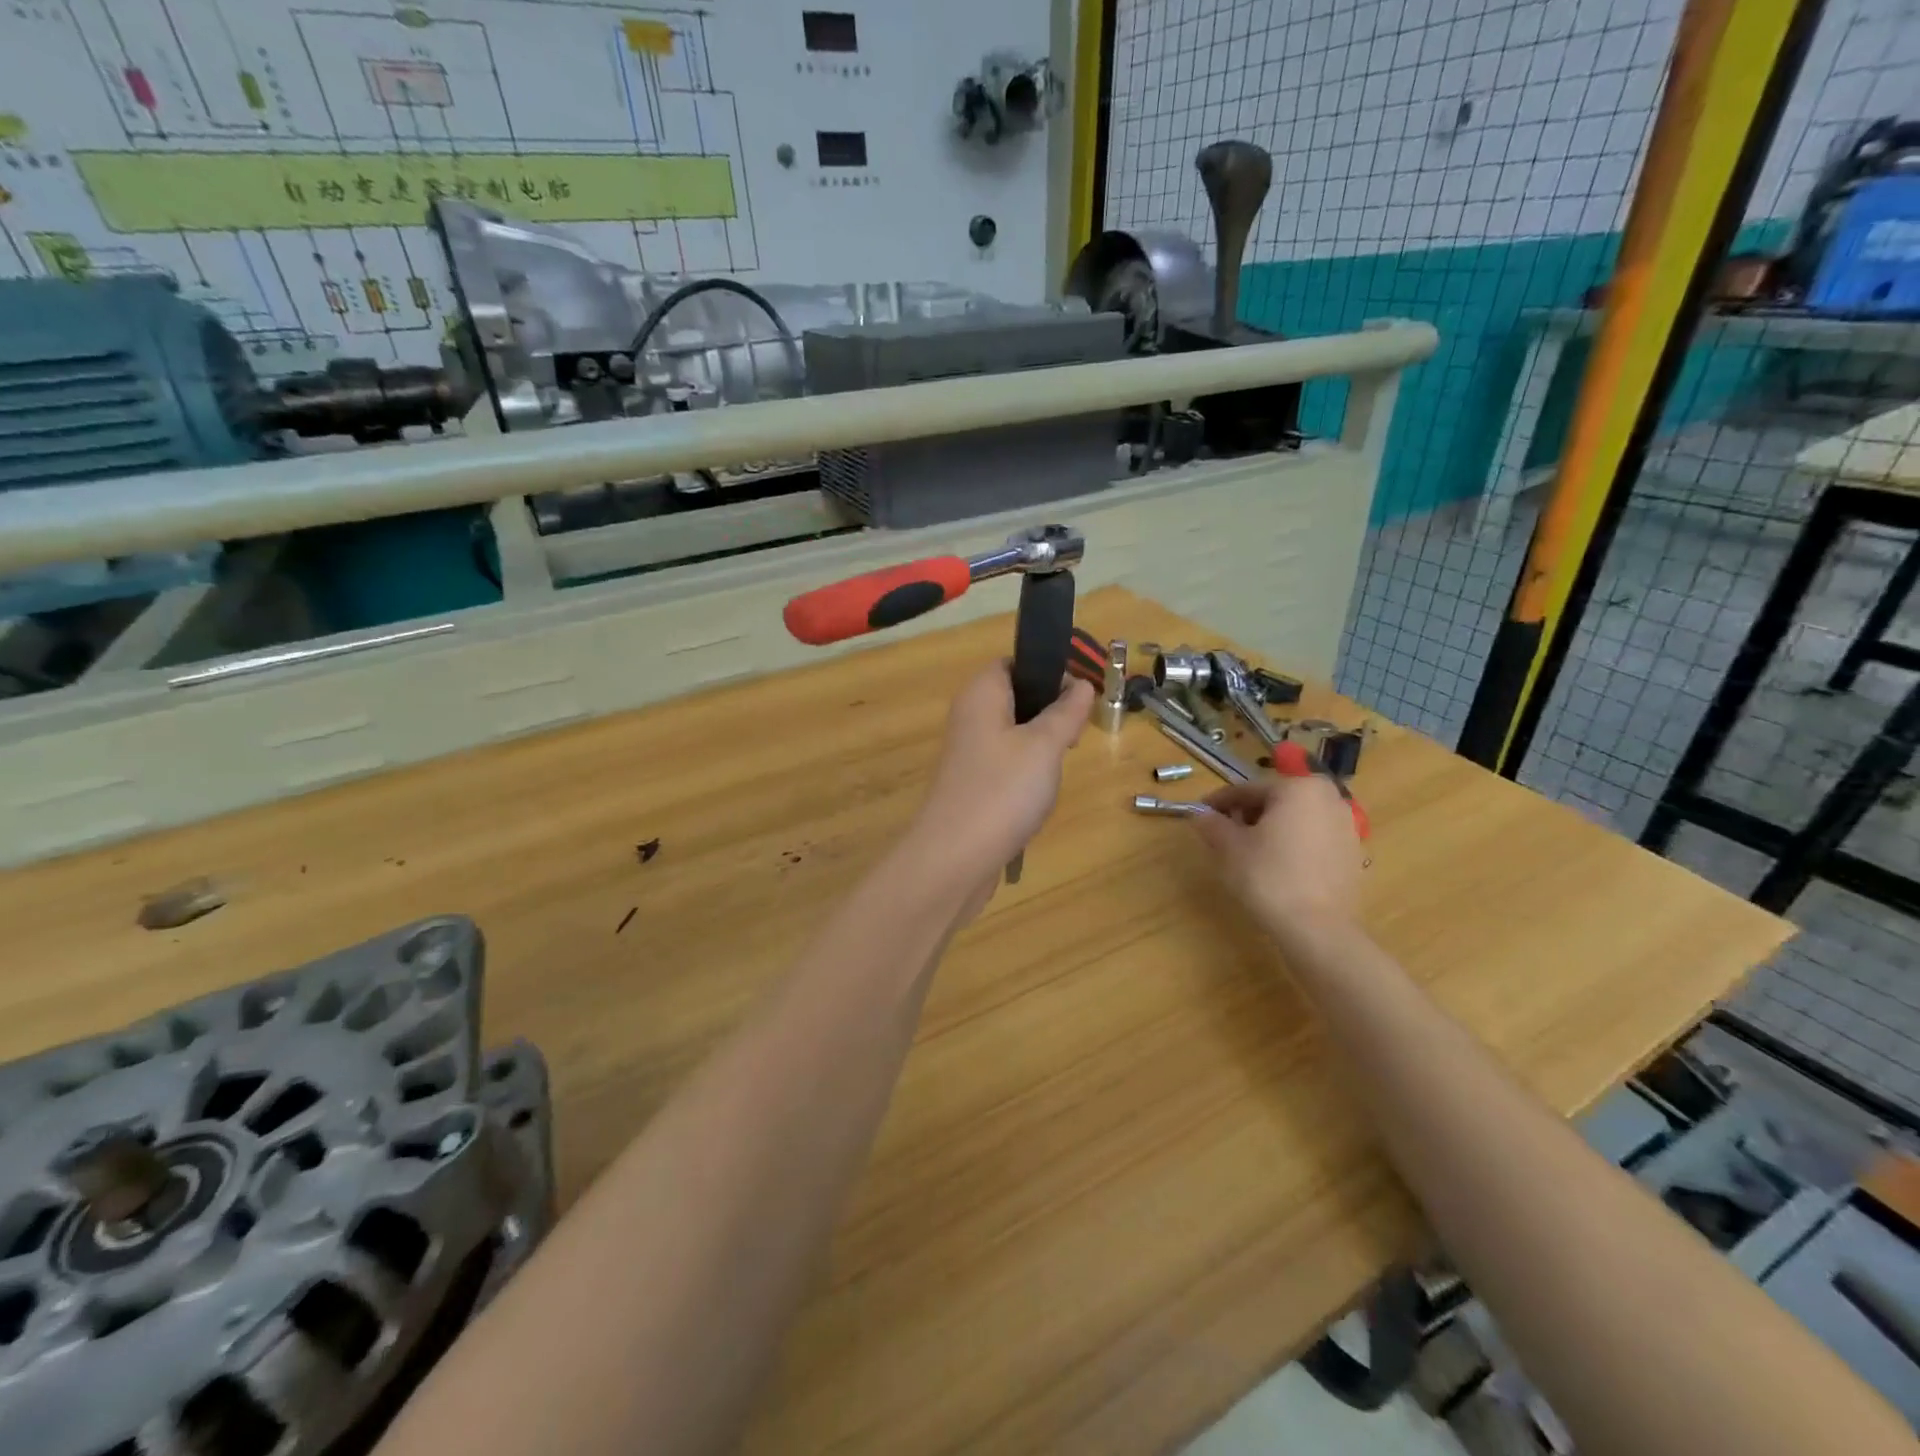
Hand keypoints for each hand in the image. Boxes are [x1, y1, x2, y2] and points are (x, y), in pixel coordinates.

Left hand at [910, 661, 1094, 880]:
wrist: (955, 858)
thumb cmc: (1002, 790)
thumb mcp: (1044, 745)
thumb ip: (1065, 711)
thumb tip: (1081, 684)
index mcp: (980, 695)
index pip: (1011, 663)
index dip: (1046, 671)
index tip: (1077, 696)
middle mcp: (969, 718)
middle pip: (1014, 699)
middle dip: (1049, 712)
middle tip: (1075, 736)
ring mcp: (968, 755)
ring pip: (1013, 735)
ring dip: (1041, 747)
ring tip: (1060, 767)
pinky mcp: (972, 786)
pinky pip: (1005, 766)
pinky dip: (1026, 774)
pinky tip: (1040, 796)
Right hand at [1193, 773, 1362, 932]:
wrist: (1316, 928)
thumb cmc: (1268, 876)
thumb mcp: (1229, 847)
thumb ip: (1212, 824)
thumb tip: (1200, 815)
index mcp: (1299, 788)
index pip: (1248, 789)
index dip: (1219, 802)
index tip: (1200, 813)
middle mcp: (1329, 798)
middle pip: (1275, 801)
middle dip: (1247, 814)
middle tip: (1224, 834)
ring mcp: (1346, 826)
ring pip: (1296, 819)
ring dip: (1270, 829)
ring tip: (1248, 851)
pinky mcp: (1352, 854)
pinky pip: (1313, 839)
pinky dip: (1292, 844)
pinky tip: (1276, 866)